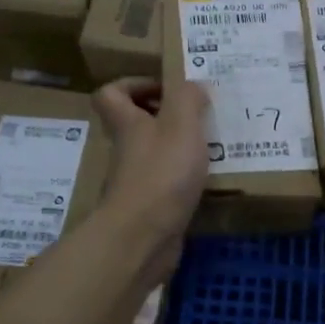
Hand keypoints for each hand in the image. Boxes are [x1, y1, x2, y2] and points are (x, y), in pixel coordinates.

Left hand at [92, 77, 210, 281]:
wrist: (143, 238)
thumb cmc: (162, 173)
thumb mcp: (181, 124)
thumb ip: (188, 98)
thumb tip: (193, 85)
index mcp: (128, 124)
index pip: (111, 94)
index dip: (133, 84)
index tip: (165, 88)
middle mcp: (127, 150)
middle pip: (135, 124)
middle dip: (166, 116)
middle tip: (198, 115)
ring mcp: (136, 181)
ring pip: (154, 154)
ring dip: (180, 148)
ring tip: (213, 145)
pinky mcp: (150, 207)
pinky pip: (167, 183)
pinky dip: (186, 179)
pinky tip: (211, 179)